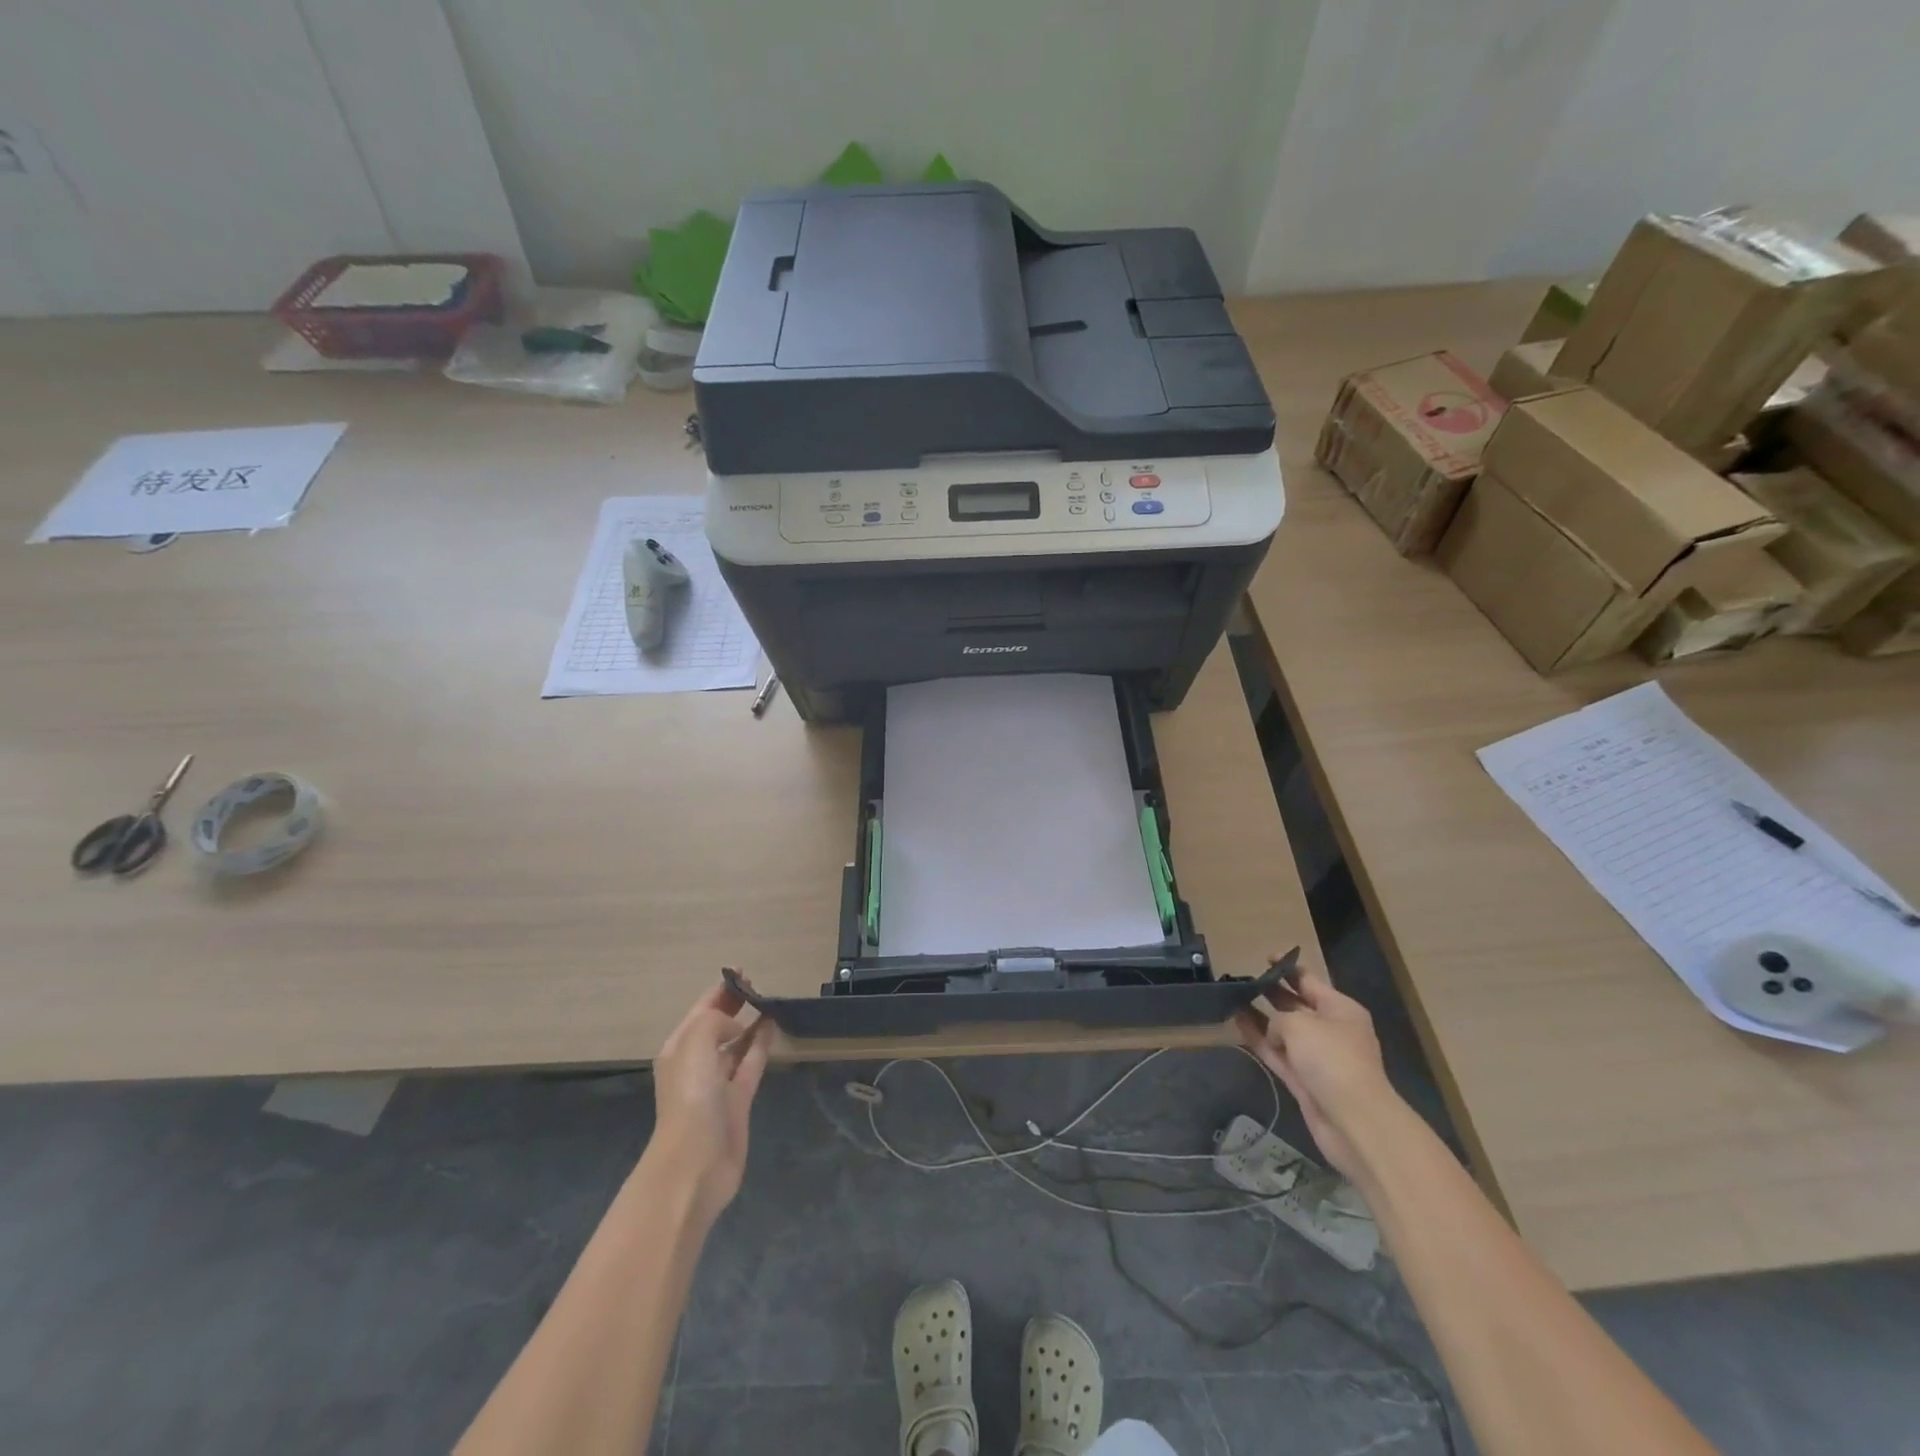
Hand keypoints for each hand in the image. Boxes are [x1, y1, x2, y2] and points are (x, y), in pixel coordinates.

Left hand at [645, 980, 771, 1225]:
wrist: (695, 1163)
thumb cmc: (690, 1098)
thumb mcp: (696, 1044)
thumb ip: (716, 1021)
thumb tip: (738, 1026)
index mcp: (679, 1048)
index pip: (701, 1010)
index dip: (720, 989)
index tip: (742, 970)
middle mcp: (696, 1062)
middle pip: (717, 1025)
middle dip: (734, 1004)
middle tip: (757, 984)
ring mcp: (718, 1083)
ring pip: (736, 1044)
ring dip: (750, 1023)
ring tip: (770, 1002)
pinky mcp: (738, 1100)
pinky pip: (751, 1063)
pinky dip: (761, 1044)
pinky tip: (773, 1027)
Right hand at [1235, 959, 1394, 1182]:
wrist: (1353, 1121)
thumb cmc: (1332, 1059)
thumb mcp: (1300, 1024)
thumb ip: (1279, 1020)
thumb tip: (1275, 1033)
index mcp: (1340, 1009)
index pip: (1309, 981)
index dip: (1287, 968)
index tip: (1265, 957)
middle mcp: (1331, 1030)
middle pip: (1296, 1005)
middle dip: (1272, 992)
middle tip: (1244, 980)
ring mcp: (1317, 1057)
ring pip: (1283, 1031)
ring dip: (1260, 1017)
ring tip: (1233, 1000)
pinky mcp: (1304, 1081)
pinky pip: (1277, 1053)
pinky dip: (1259, 1040)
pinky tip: (1237, 1025)